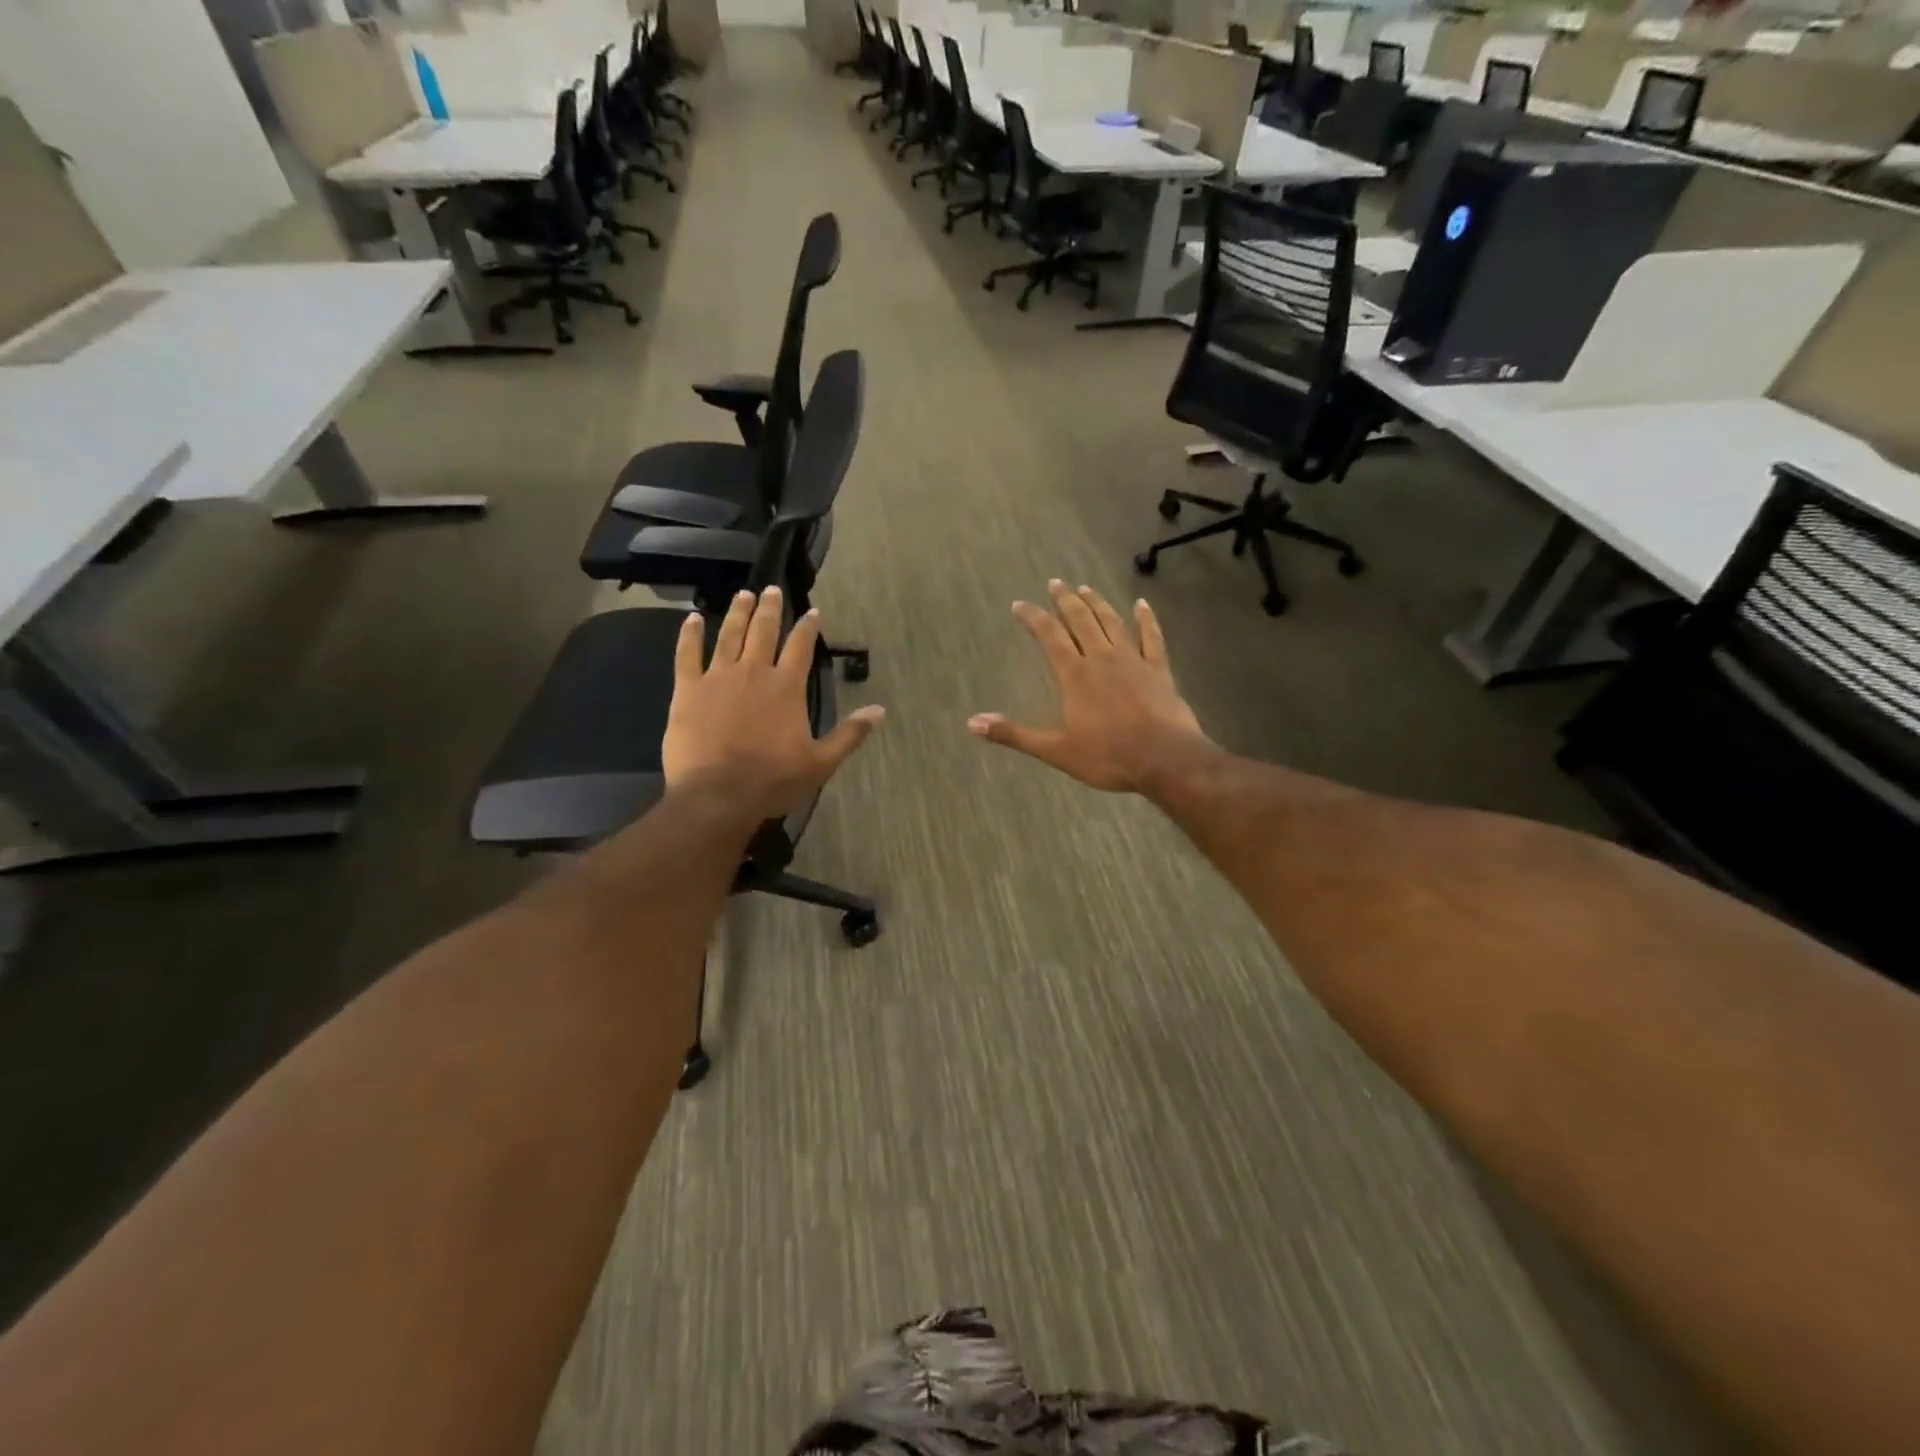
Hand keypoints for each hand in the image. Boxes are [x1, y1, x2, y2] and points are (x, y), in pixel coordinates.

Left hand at [663, 587, 883, 819]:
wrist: (718, 795)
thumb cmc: (773, 780)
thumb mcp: (821, 762)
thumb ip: (850, 733)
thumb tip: (879, 710)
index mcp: (787, 687)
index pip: (801, 647)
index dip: (808, 627)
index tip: (812, 611)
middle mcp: (754, 672)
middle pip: (763, 631)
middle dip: (769, 609)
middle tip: (771, 589)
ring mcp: (718, 678)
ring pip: (729, 635)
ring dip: (737, 613)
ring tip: (742, 595)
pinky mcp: (687, 690)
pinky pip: (687, 654)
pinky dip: (689, 634)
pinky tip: (691, 618)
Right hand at [969, 581, 1213, 794]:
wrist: (1164, 759)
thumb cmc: (1107, 756)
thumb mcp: (1055, 750)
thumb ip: (1014, 734)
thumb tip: (972, 723)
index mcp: (1075, 675)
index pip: (1049, 636)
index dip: (1033, 617)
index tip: (1019, 604)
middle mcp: (1102, 658)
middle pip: (1081, 621)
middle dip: (1065, 601)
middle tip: (1056, 583)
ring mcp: (1133, 661)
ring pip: (1112, 623)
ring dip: (1097, 604)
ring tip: (1085, 588)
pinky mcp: (1159, 670)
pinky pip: (1152, 638)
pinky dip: (1146, 619)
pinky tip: (1142, 605)